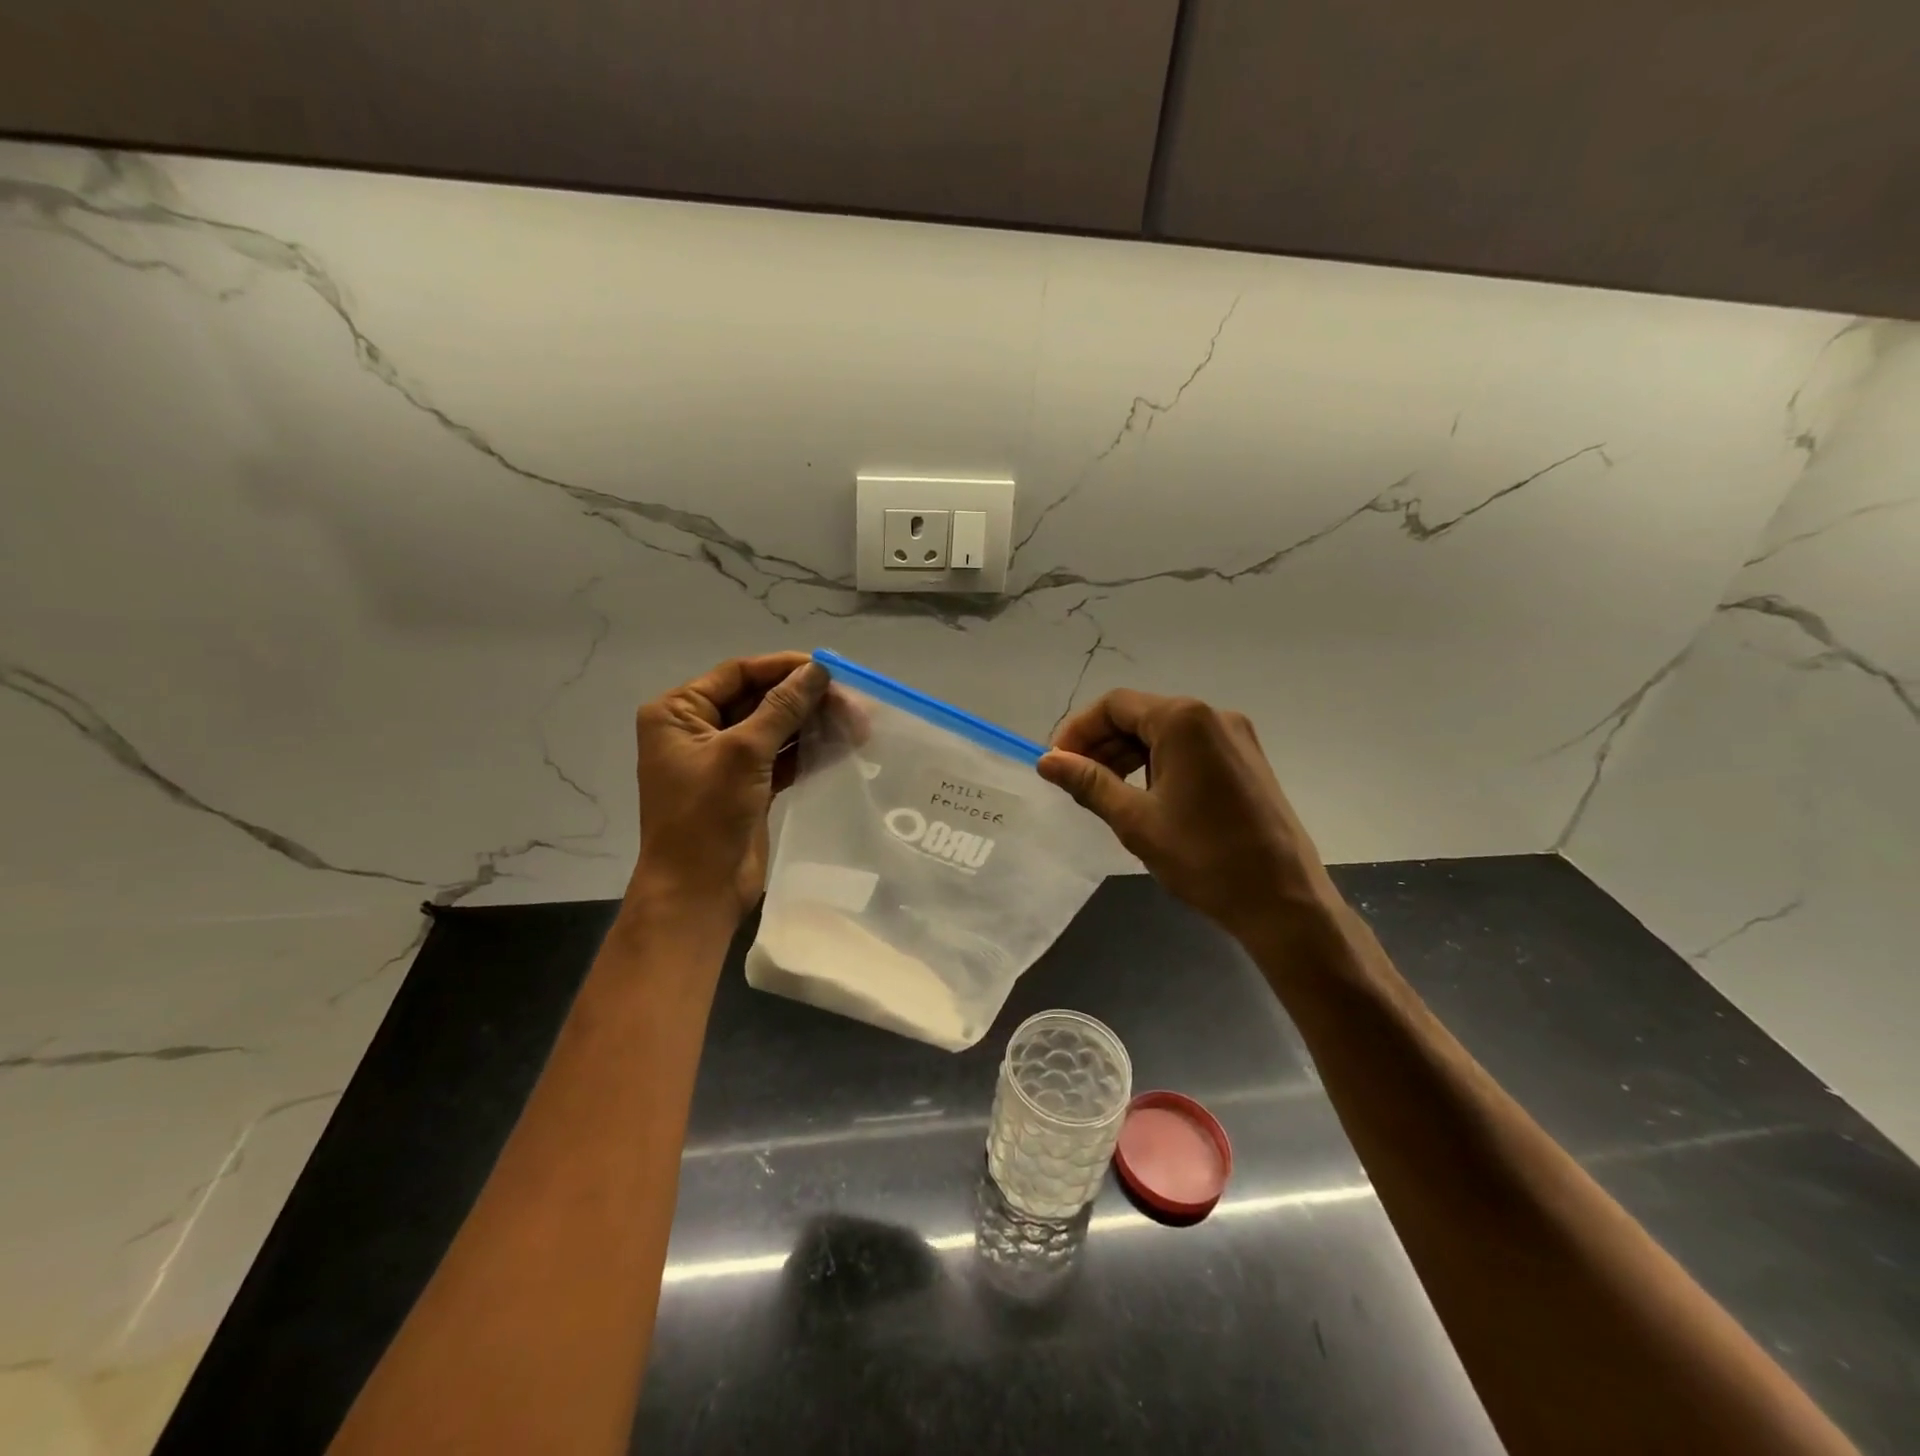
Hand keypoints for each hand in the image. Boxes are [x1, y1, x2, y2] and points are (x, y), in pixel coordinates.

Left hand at [629, 653, 828, 922]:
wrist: (698, 892)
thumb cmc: (706, 816)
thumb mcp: (743, 753)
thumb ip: (782, 708)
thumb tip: (818, 670)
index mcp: (679, 712)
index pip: (738, 674)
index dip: (784, 668)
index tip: (829, 668)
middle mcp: (698, 729)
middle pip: (760, 699)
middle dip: (805, 699)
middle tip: (852, 703)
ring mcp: (723, 759)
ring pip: (775, 728)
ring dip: (813, 725)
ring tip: (857, 724)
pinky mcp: (747, 785)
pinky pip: (781, 757)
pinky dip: (809, 751)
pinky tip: (843, 746)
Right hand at [1038, 691, 1337, 944]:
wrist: (1283, 900)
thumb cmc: (1203, 858)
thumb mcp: (1135, 820)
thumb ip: (1088, 782)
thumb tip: (1046, 761)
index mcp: (1184, 720)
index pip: (1115, 705)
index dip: (1078, 730)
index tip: (1056, 763)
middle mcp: (1213, 716)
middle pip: (1141, 714)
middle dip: (1102, 744)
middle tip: (1074, 782)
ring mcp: (1235, 737)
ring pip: (1165, 732)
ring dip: (1128, 755)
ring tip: (1104, 793)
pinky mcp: (1246, 760)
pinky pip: (1190, 748)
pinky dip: (1158, 764)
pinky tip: (1144, 797)